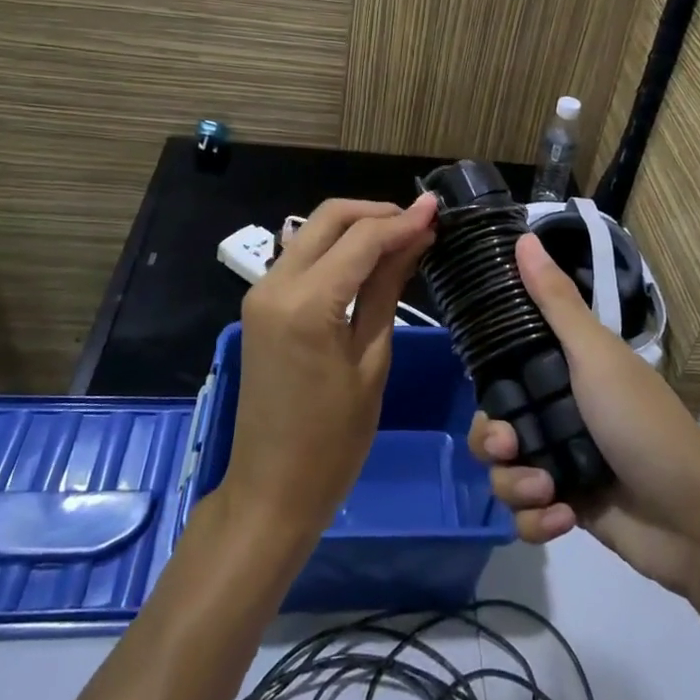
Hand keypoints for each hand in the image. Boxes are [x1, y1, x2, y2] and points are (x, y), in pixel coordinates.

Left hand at [225, 196, 436, 538]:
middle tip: (420, 222)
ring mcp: (262, 292)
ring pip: (313, 231)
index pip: (362, 238)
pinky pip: (303, 256)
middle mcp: (275, 284)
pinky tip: (369, 260)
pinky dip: (337, 247)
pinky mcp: (261, 304)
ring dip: (357, 226)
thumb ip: (388, 289)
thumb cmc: (333, 441)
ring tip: (402, 238)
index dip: (403, 220)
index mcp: (306, 304)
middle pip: (329, 217)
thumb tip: (416, 239)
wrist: (270, 490)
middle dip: (377, 212)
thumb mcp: (372, 361)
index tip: (439, 209)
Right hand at [468, 233, 699, 595]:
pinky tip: (565, 518)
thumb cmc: (642, 425)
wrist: (693, 522)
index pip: (505, 370)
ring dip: (516, 486)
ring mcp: (562, 462)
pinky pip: (525, 515)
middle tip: (511, 448)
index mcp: (567, 371)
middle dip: (493, 443)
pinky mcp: (566, 508)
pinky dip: (538, 521)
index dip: (488, 384)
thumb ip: (555, 301)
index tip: (487, 395)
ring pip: (503, 472)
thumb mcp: (596, 356)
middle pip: (494, 425)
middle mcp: (559, 413)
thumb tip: (522, 237)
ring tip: (549, 492)